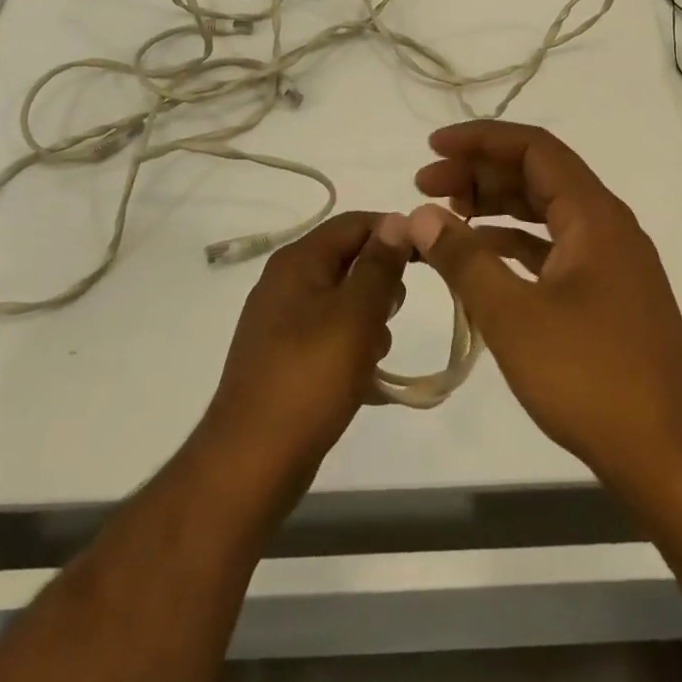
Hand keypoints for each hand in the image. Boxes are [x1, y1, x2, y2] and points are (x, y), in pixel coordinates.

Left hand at [199, 211, 406, 489]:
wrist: (252, 460)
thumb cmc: (311, 377)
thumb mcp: (356, 314)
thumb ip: (380, 265)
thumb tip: (399, 221)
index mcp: (299, 261)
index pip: (355, 223)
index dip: (394, 233)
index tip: (429, 258)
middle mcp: (286, 282)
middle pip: (349, 260)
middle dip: (381, 284)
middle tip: (392, 315)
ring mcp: (282, 322)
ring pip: (343, 302)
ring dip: (369, 323)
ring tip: (374, 357)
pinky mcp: (285, 358)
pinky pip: (330, 337)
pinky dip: (352, 350)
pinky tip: (365, 382)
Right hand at [407, 123, 681, 488]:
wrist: (670, 456)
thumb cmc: (591, 377)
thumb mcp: (513, 315)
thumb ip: (463, 259)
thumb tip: (420, 216)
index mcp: (595, 215)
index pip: (535, 148)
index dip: (480, 139)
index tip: (432, 147)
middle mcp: (608, 227)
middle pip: (539, 175)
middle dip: (481, 173)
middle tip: (426, 186)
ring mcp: (612, 264)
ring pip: (547, 213)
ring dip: (497, 207)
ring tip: (447, 216)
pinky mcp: (609, 298)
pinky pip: (555, 250)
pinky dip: (516, 245)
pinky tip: (482, 258)